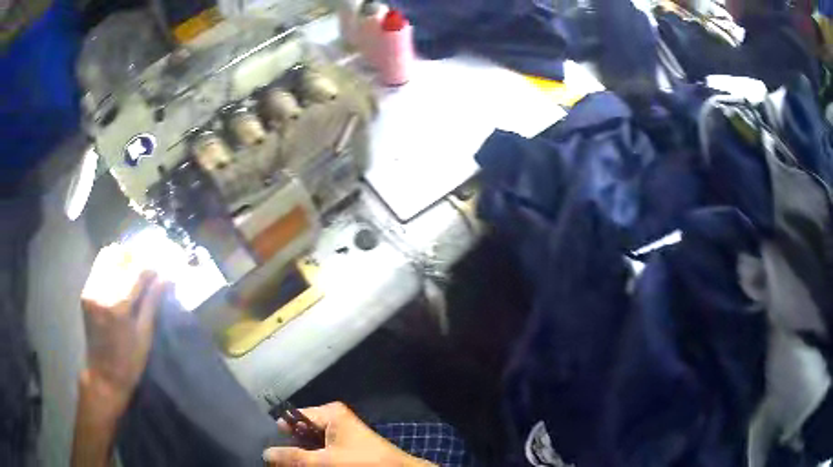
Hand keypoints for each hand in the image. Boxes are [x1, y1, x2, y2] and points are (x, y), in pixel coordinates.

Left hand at [73, 246, 169, 466]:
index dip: (152, 267)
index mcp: (118, 307)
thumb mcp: (145, 335)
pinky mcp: (86, 291)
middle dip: (137, 258)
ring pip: (108, 256)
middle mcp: (101, 292)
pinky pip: (99, 266)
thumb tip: (167, 277)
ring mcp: (90, 290)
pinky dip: (112, 264)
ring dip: (124, 258)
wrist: (104, 376)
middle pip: (120, 257)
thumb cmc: (129, 362)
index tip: (163, 268)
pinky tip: (121, 275)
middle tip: (149, 268)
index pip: (137, 271)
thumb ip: (152, 302)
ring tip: (135, 269)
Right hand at [263, 402, 434, 465]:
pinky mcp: (345, 447)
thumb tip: (265, 454)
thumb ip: (293, 457)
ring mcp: (339, 433)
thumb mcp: (325, 461)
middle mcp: (332, 419)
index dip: (279, 434)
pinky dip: (313, 460)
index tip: (267, 449)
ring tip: (288, 466)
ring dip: (300, 456)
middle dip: (289, 448)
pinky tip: (306, 466)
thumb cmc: (362, 462)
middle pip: (299, 432)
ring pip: (309, 444)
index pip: (291, 418)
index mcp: (328, 413)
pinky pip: (321, 451)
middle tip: (277, 463)